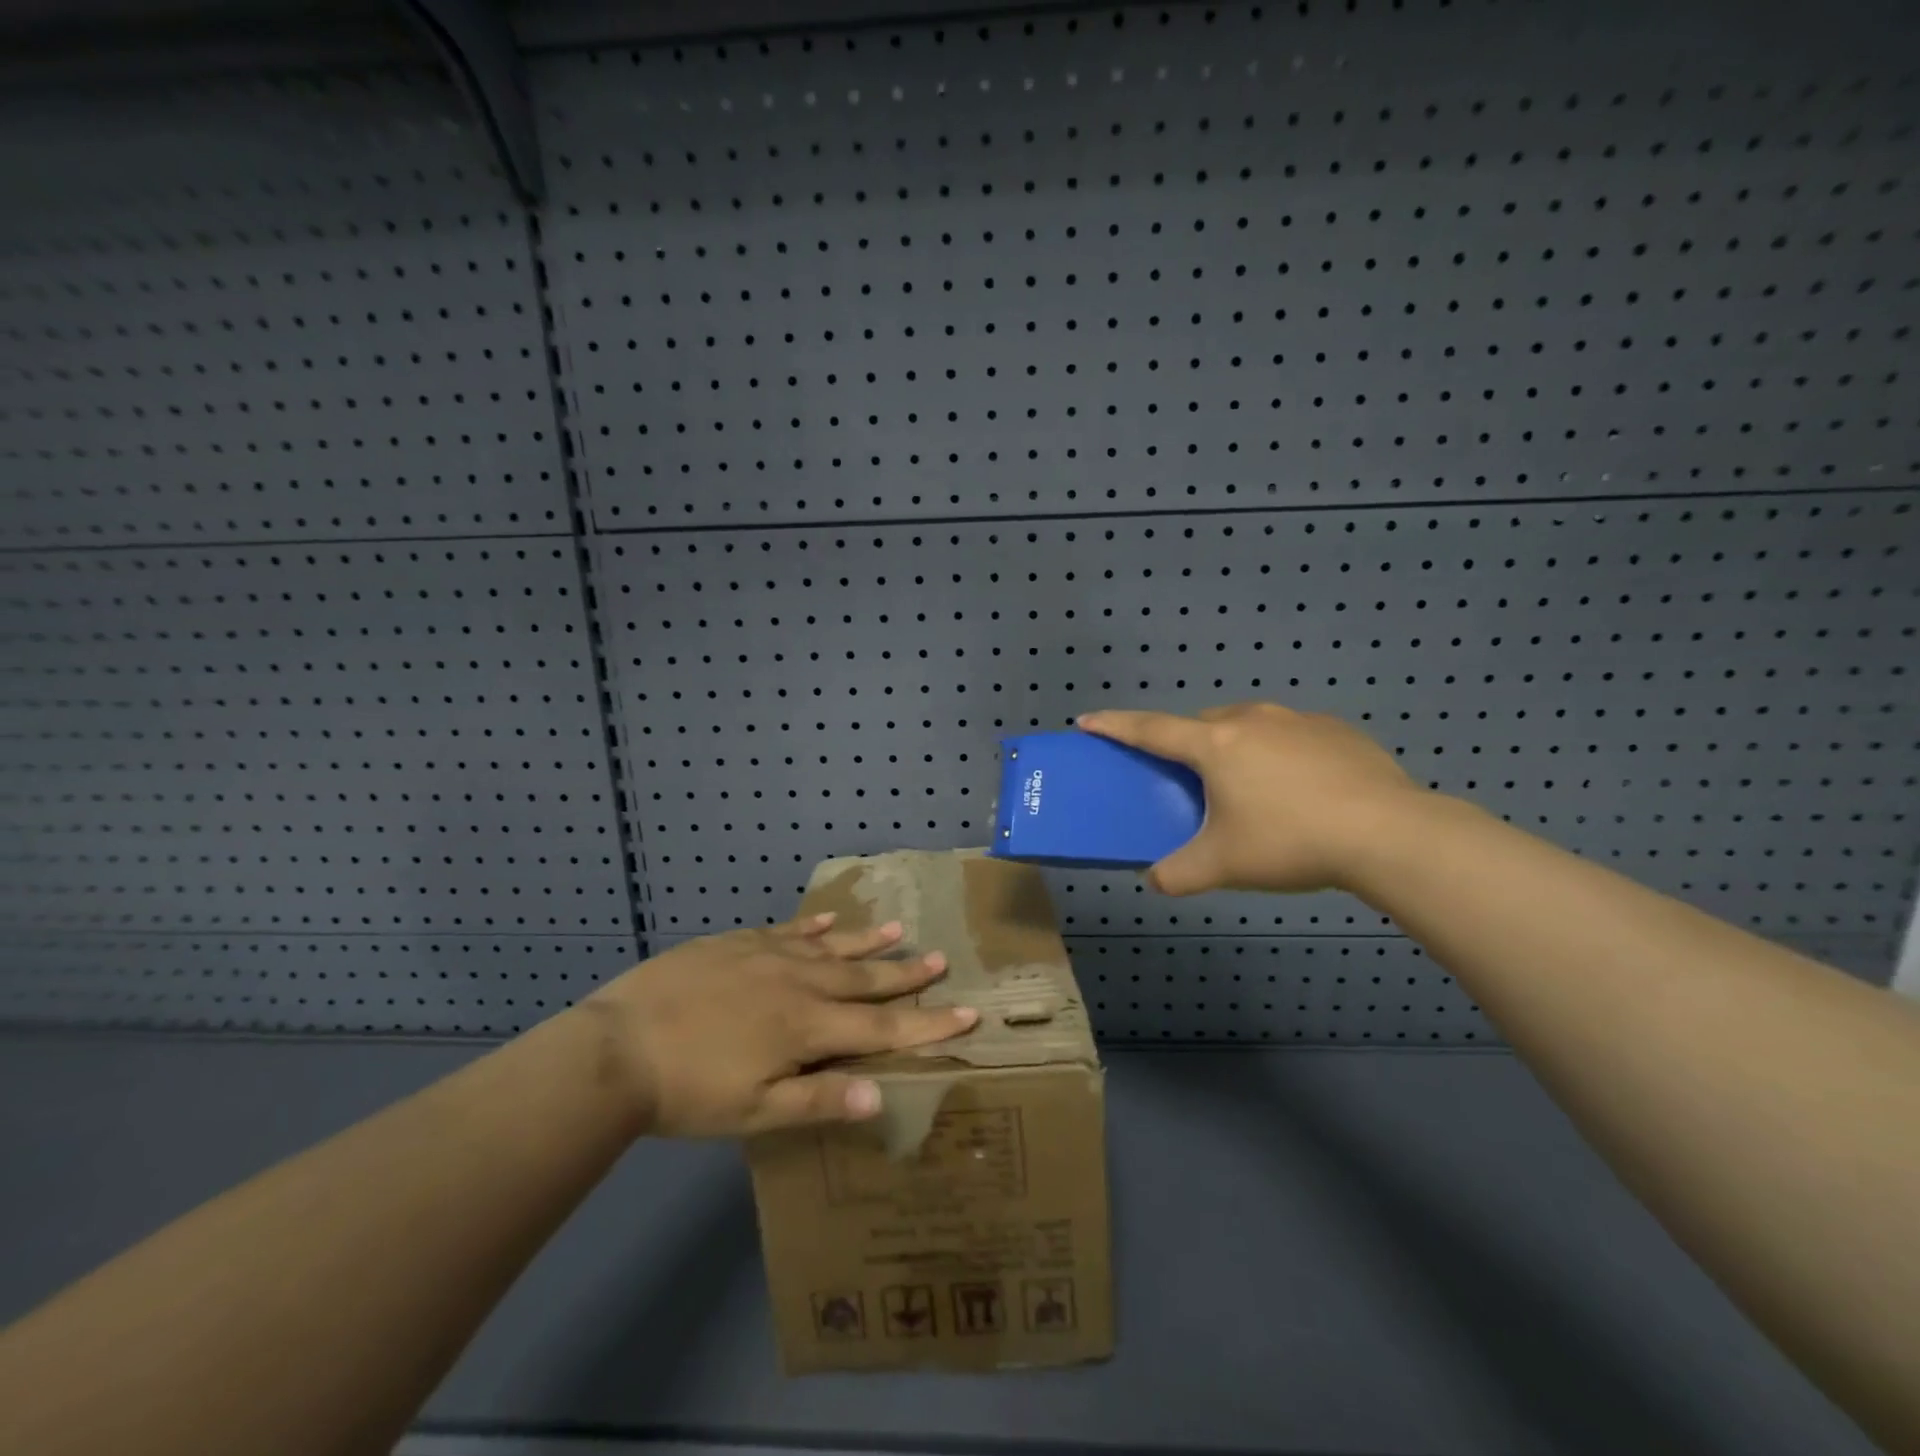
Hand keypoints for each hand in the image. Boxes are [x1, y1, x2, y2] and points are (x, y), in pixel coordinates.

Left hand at [585, 915, 976, 1137]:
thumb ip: (818, 1100)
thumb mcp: (754, 1112)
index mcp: (807, 1027)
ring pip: (831, 947)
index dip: (927, 1023)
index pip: (882, 1027)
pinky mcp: (737, 943)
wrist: (618, 1047)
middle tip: (940, 959)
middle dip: (905, 974)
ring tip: (899, 929)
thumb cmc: (688, 1092)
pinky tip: (828, 920)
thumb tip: (880, 1095)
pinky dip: (812, 925)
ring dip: (867, 940)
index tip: (968, 1012)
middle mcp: (798, 983)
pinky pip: (787, 929)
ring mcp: (767, 956)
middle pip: (863, 978)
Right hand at [1079, 702, 1426, 895]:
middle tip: (1191, 780)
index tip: (1087, 718)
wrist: (1388, 834)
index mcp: (1215, 745)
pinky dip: (1280, 754)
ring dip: (1235, 746)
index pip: (1150, 730)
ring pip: (1248, 726)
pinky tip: (1300, 791)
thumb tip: (1155, 881)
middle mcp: (1251, 720)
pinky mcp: (1337, 731)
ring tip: (1250, 788)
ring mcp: (1298, 721)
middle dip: (1187, 744)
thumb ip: (1178, 874)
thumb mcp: (1223, 866)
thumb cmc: (1291, 842)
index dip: (1114, 725)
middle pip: (1202, 724)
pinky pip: (1291, 736)